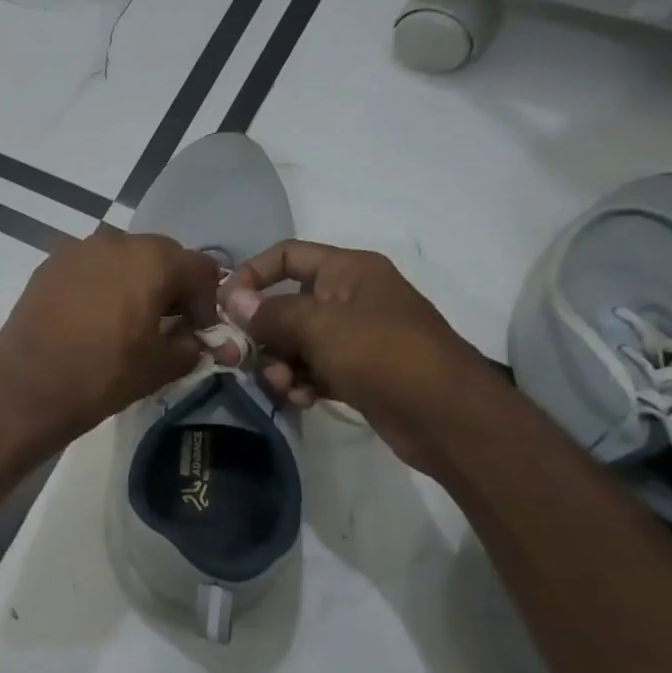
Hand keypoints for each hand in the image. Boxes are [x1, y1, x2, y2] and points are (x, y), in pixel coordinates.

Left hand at [0, 227, 226, 449]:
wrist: (26, 387)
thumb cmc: (102, 375)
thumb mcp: (160, 367)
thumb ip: (190, 345)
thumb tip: (194, 339)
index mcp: (152, 259)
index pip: (200, 269)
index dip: (207, 302)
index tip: (198, 332)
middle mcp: (115, 241)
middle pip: (160, 256)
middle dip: (171, 287)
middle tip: (166, 324)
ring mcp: (76, 250)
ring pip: (122, 259)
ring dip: (134, 282)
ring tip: (127, 320)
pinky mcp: (48, 266)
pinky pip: (89, 268)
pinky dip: (100, 285)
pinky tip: (92, 318)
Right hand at [220, 240, 502, 474]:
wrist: (447, 417)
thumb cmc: (383, 355)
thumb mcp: (319, 327)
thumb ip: (271, 313)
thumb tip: (232, 300)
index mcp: (348, 270)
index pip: (286, 255)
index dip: (252, 275)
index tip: (224, 307)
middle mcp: (350, 297)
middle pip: (285, 304)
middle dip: (263, 334)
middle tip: (244, 359)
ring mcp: (355, 336)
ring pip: (295, 342)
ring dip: (280, 365)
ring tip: (284, 386)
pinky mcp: (357, 371)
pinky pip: (313, 369)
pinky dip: (302, 383)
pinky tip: (304, 399)